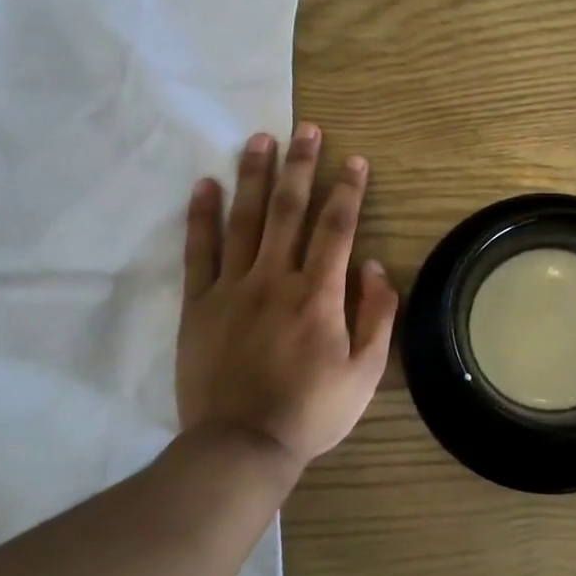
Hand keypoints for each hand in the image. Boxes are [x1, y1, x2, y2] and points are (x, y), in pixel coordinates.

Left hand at [177, 123, 397, 469]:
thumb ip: (376, 315)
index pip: (336, 228)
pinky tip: (205, 185)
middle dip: (299, 166)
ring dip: (253, 176)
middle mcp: (275, 279)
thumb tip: (372, 266)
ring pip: (243, 220)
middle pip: (288, 210)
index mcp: (318, 295)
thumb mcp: (365, 373)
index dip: (347, 190)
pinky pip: (198, 252)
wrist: (241, 446)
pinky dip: (202, 217)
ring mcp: (232, 289)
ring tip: (258, 139)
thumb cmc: (312, 411)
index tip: (354, 160)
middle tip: (305, 129)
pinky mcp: (199, 305)